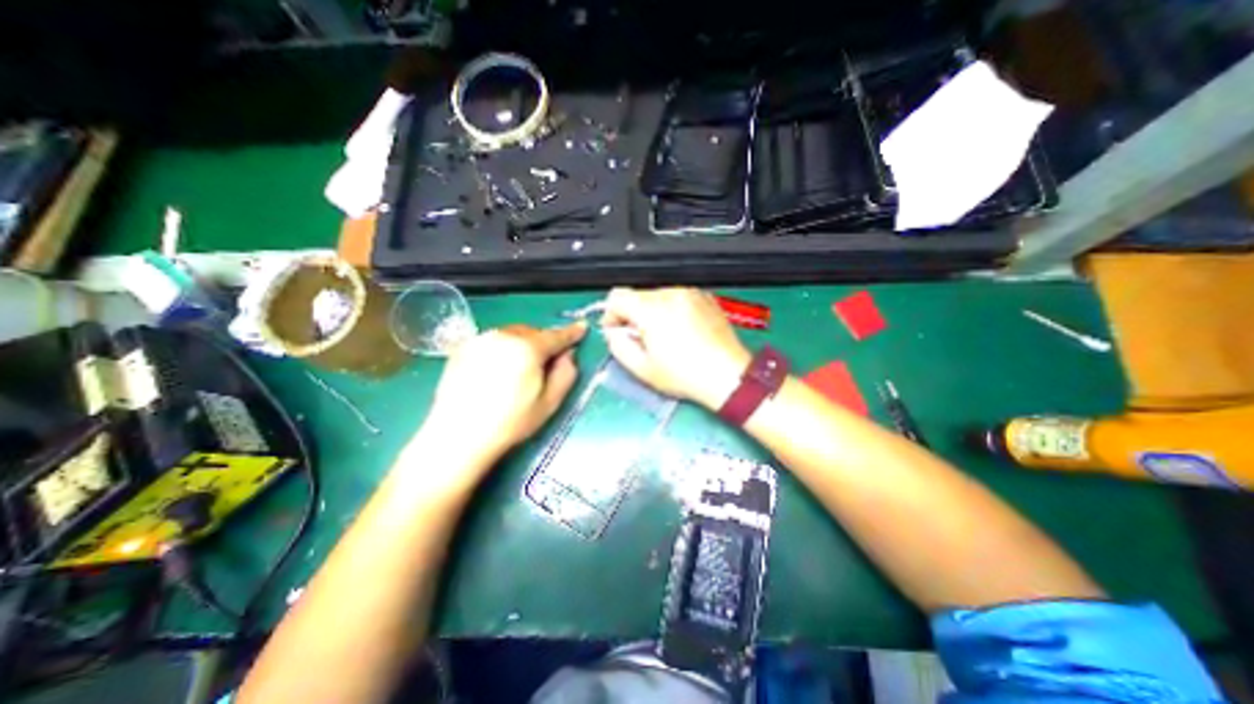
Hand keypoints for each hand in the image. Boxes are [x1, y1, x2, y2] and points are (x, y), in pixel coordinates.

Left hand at [416, 322, 582, 461]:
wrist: (458, 436)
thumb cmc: (511, 422)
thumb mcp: (549, 402)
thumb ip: (566, 373)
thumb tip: (569, 354)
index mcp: (528, 348)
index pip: (556, 336)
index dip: (571, 332)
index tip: (582, 327)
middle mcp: (504, 336)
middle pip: (533, 332)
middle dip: (543, 342)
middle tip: (545, 362)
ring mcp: (480, 340)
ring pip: (512, 334)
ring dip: (522, 344)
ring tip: (520, 368)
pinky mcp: (463, 348)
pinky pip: (493, 341)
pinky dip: (503, 348)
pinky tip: (497, 370)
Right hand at [602, 283, 746, 407]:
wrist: (727, 375)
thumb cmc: (685, 375)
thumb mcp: (642, 368)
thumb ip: (618, 346)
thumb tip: (614, 332)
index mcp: (652, 309)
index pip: (617, 297)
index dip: (611, 315)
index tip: (618, 331)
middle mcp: (671, 294)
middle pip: (637, 295)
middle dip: (632, 315)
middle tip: (641, 338)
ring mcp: (690, 293)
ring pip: (657, 295)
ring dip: (652, 312)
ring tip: (664, 337)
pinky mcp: (704, 297)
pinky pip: (677, 297)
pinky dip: (671, 309)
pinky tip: (681, 331)